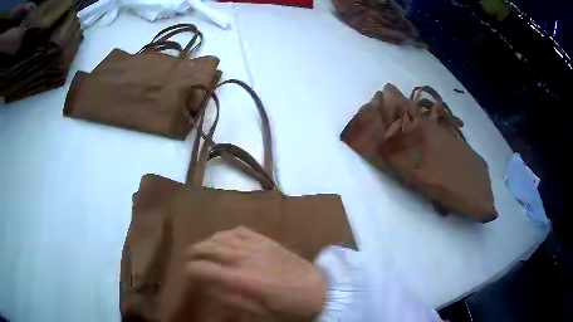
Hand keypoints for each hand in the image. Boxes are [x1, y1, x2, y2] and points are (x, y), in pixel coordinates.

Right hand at [184, 227, 326, 317]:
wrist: (317, 288)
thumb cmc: (287, 305)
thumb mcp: (257, 310)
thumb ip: (230, 298)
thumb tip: (210, 288)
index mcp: (239, 278)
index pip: (203, 268)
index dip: (190, 270)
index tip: (187, 274)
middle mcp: (243, 258)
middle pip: (207, 247)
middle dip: (193, 252)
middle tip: (189, 259)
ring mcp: (255, 246)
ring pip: (221, 236)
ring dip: (208, 241)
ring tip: (204, 249)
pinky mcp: (266, 240)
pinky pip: (240, 231)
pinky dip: (227, 233)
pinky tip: (225, 239)